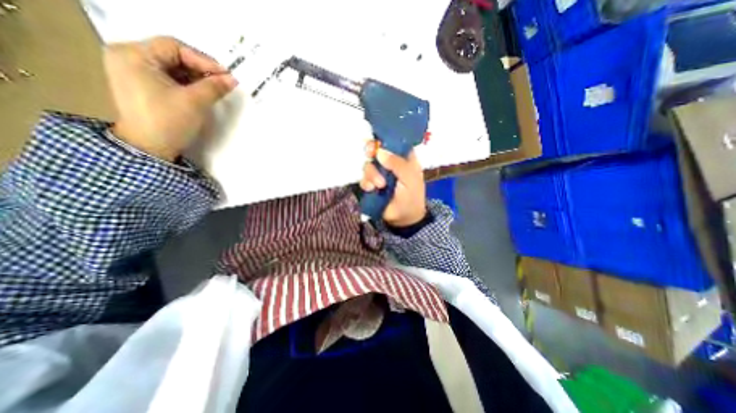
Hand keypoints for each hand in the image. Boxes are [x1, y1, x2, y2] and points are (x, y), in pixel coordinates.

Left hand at [103, 35, 233, 160]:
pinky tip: (203, 92)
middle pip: (173, 56)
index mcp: (133, 55)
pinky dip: (189, 84)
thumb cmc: (169, 122)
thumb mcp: (194, 102)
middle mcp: (129, 57)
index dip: (203, 60)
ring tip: (216, 88)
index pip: (173, 47)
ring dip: (197, 77)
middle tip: (223, 82)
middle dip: (201, 69)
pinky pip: (170, 78)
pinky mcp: (143, 85)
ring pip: (173, 67)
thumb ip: (214, 87)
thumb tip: (232, 79)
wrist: (150, 148)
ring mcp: (134, 72)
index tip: (226, 75)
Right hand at [362, 144, 428, 226]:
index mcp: (403, 158)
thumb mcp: (410, 178)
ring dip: (371, 173)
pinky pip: (363, 179)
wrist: (404, 218)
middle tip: (370, 153)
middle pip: (376, 149)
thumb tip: (379, 152)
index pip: (392, 141)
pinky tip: (372, 189)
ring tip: (380, 185)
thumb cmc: (412, 195)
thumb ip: (397, 164)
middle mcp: (389, 163)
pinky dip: (366, 183)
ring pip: (368, 164)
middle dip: (371, 150)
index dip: (384, 138)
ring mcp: (379, 173)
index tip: (377, 140)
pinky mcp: (371, 184)